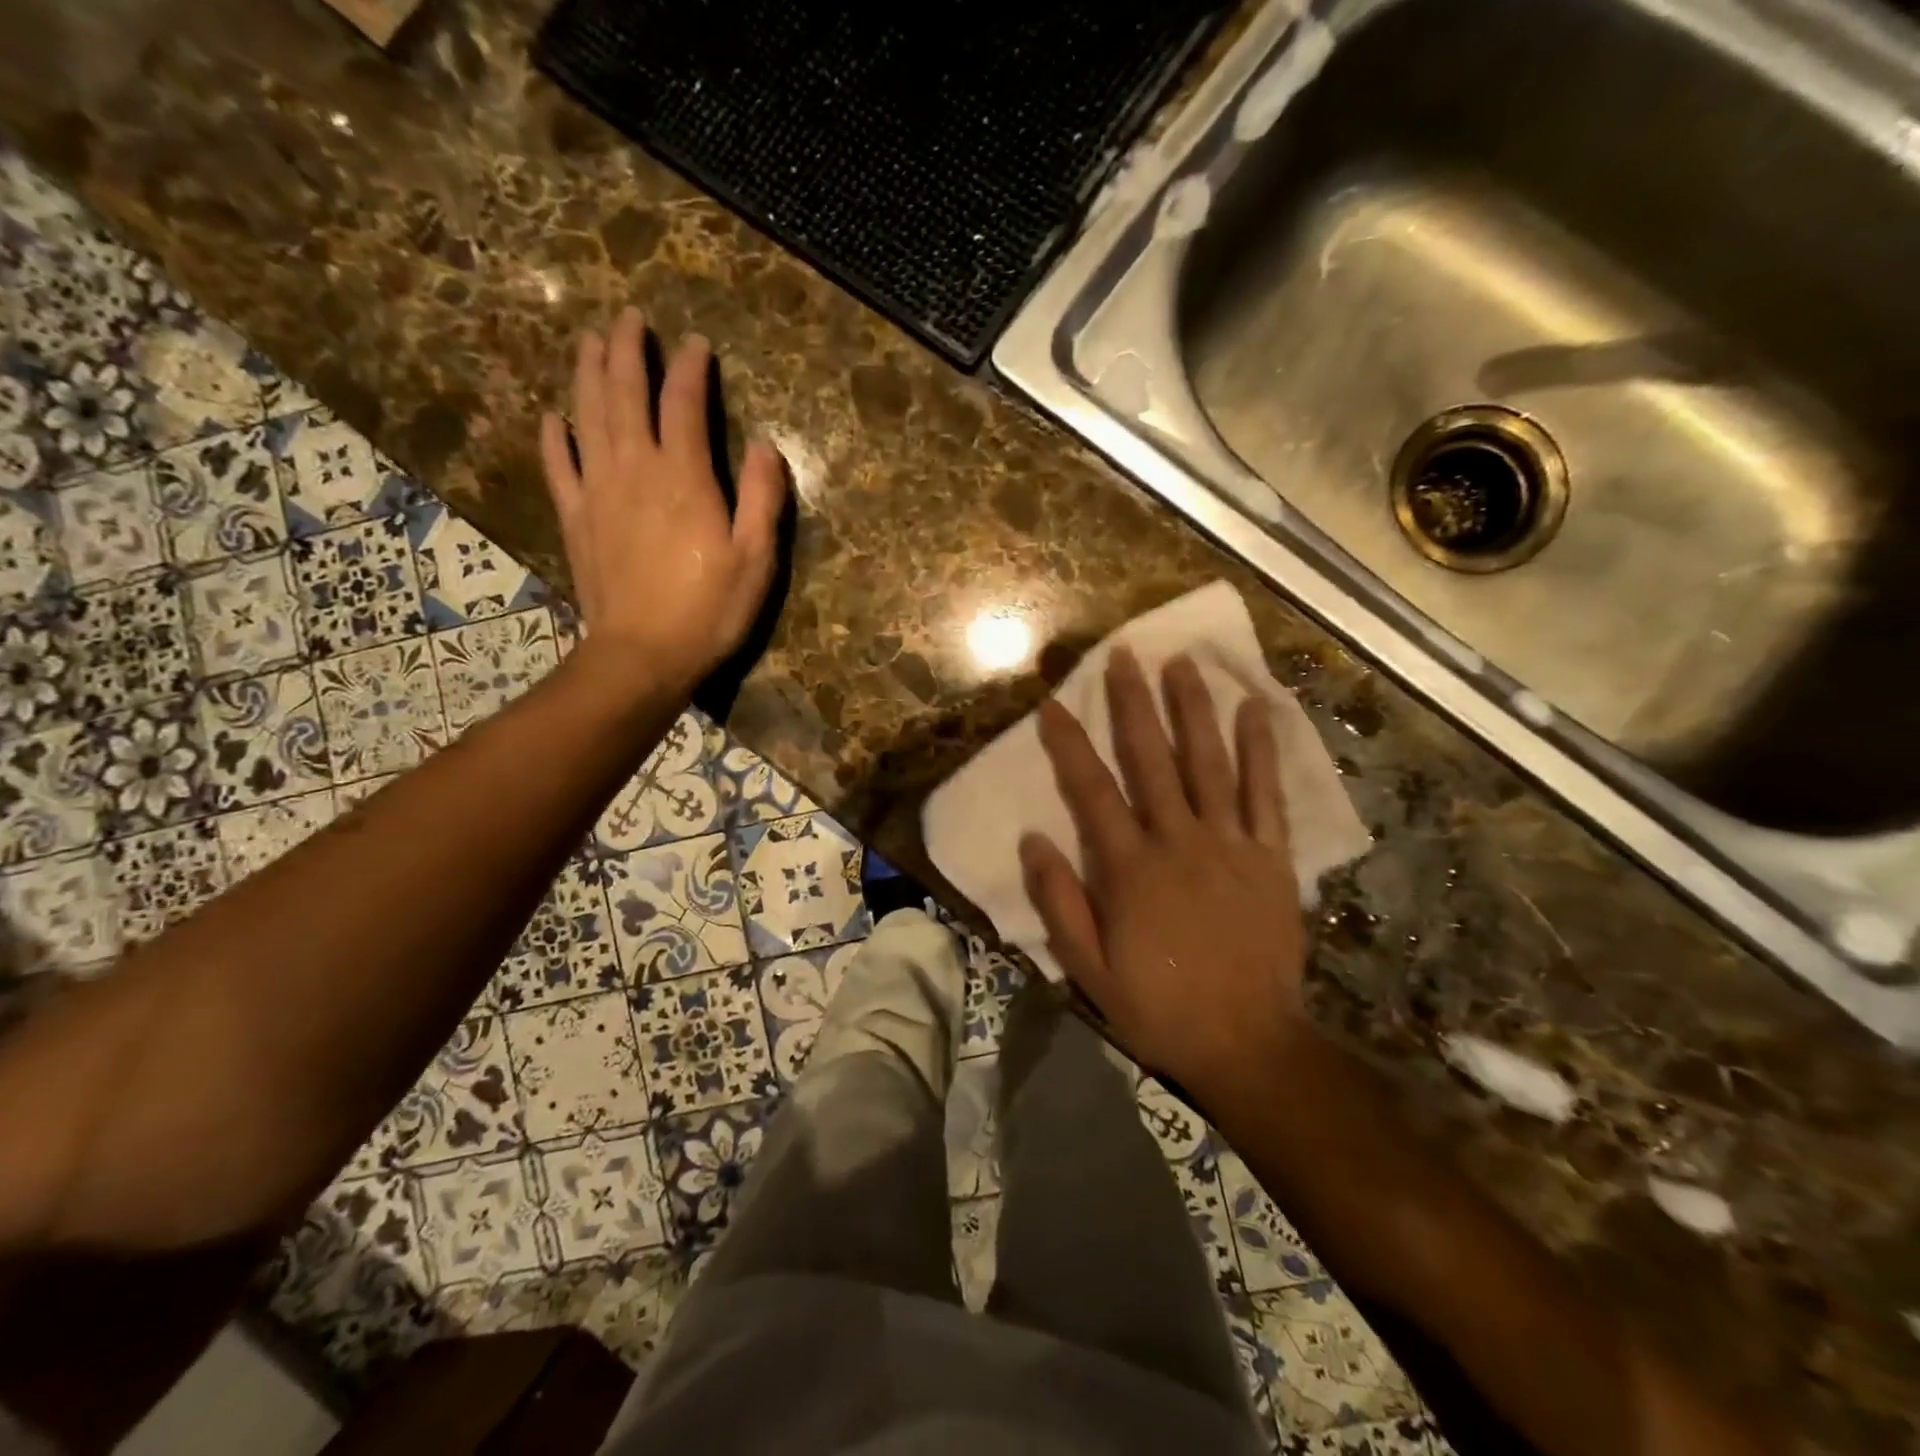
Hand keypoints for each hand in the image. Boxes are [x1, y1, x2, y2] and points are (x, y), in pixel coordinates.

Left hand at [540, 307, 786, 694]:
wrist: (643, 655)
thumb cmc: (709, 610)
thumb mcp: (756, 559)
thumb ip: (761, 498)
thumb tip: (765, 445)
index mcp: (683, 477)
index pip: (684, 404)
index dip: (690, 369)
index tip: (696, 343)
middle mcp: (634, 470)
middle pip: (624, 395)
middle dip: (627, 352)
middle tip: (628, 318)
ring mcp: (598, 492)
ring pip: (587, 417)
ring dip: (588, 374)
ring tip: (590, 341)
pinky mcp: (577, 519)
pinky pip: (559, 467)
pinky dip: (554, 437)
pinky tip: (553, 417)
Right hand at [1020, 648, 1310, 1098]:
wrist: (1248, 1042)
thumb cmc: (1159, 1007)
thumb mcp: (1090, 969)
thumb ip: (1060, 903)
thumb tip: (1034, 840)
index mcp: (1129, 868)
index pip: (1091, 790)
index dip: (1069, 743)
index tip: (1053, 703)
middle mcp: (1177, 841)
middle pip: (1151, 759)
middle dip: (1134, 703)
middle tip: (1126, 655)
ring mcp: (1229, 843)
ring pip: (1208, 762)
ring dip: (1194, 709)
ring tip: (1184, 663)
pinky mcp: (1270, 856)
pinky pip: (1265, 793)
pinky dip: (1261, 749)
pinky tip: (1256, 709)